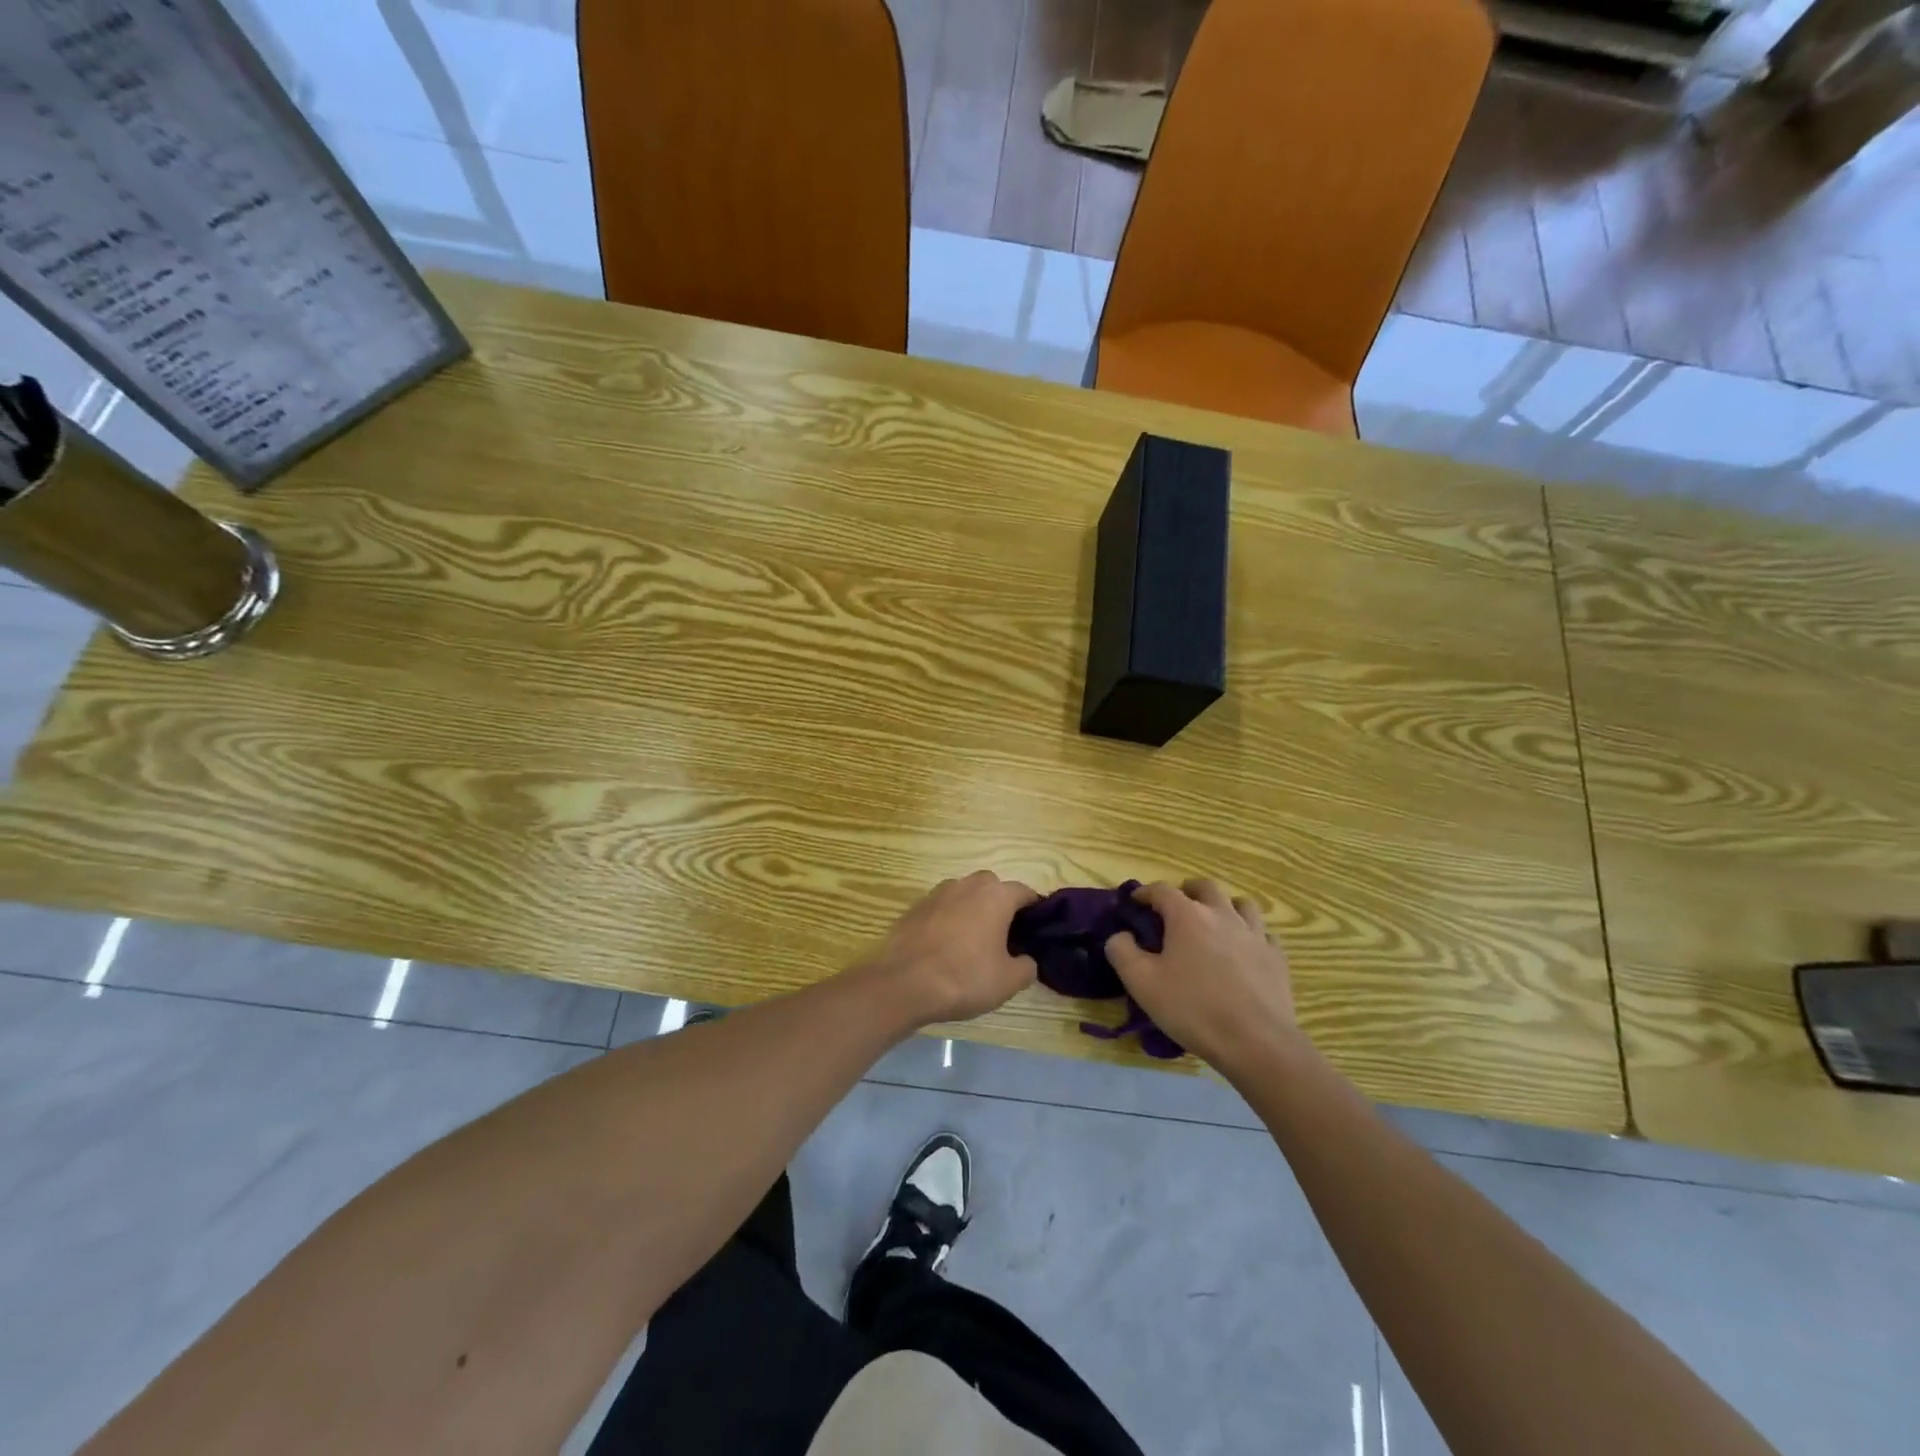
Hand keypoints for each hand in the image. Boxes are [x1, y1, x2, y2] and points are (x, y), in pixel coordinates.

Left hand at [861, 871, 1039, 1025]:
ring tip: (973, 943)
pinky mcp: (915, 906)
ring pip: (965, 896)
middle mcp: (967, 884)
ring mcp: (938, 893)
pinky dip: (949, 921)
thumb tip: (1026, 960)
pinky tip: (946, 947)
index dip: (1034, 910)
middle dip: (1001, 907)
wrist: (904, 983)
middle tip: (1005, 937)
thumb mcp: (1008, 981)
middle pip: (993, 889)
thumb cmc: (964, 977)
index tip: (1036, 931)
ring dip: (973, 911)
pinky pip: (942, 909)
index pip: (1025, 892)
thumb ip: (1027, 966)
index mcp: (996, 895)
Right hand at [1105, 879, 1299, 1075]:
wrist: (1256, 1042)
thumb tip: (1120, 935)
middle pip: (1205, 887)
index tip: (1135, 901)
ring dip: (1224, 906)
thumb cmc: (1193, 1009)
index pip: (1162, 890)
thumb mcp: (1142, 983)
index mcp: (1187, 916)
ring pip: (1241, 904)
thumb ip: (1122, 952)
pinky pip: (1263, 933)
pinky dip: (1250, 933)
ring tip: (1214, 921)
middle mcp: (1222, 915)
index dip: (1145, 892)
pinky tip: (1244, 949)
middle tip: (1177, 906)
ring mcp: (1254, 934)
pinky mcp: (1276, 956)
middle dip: (1188, 891)